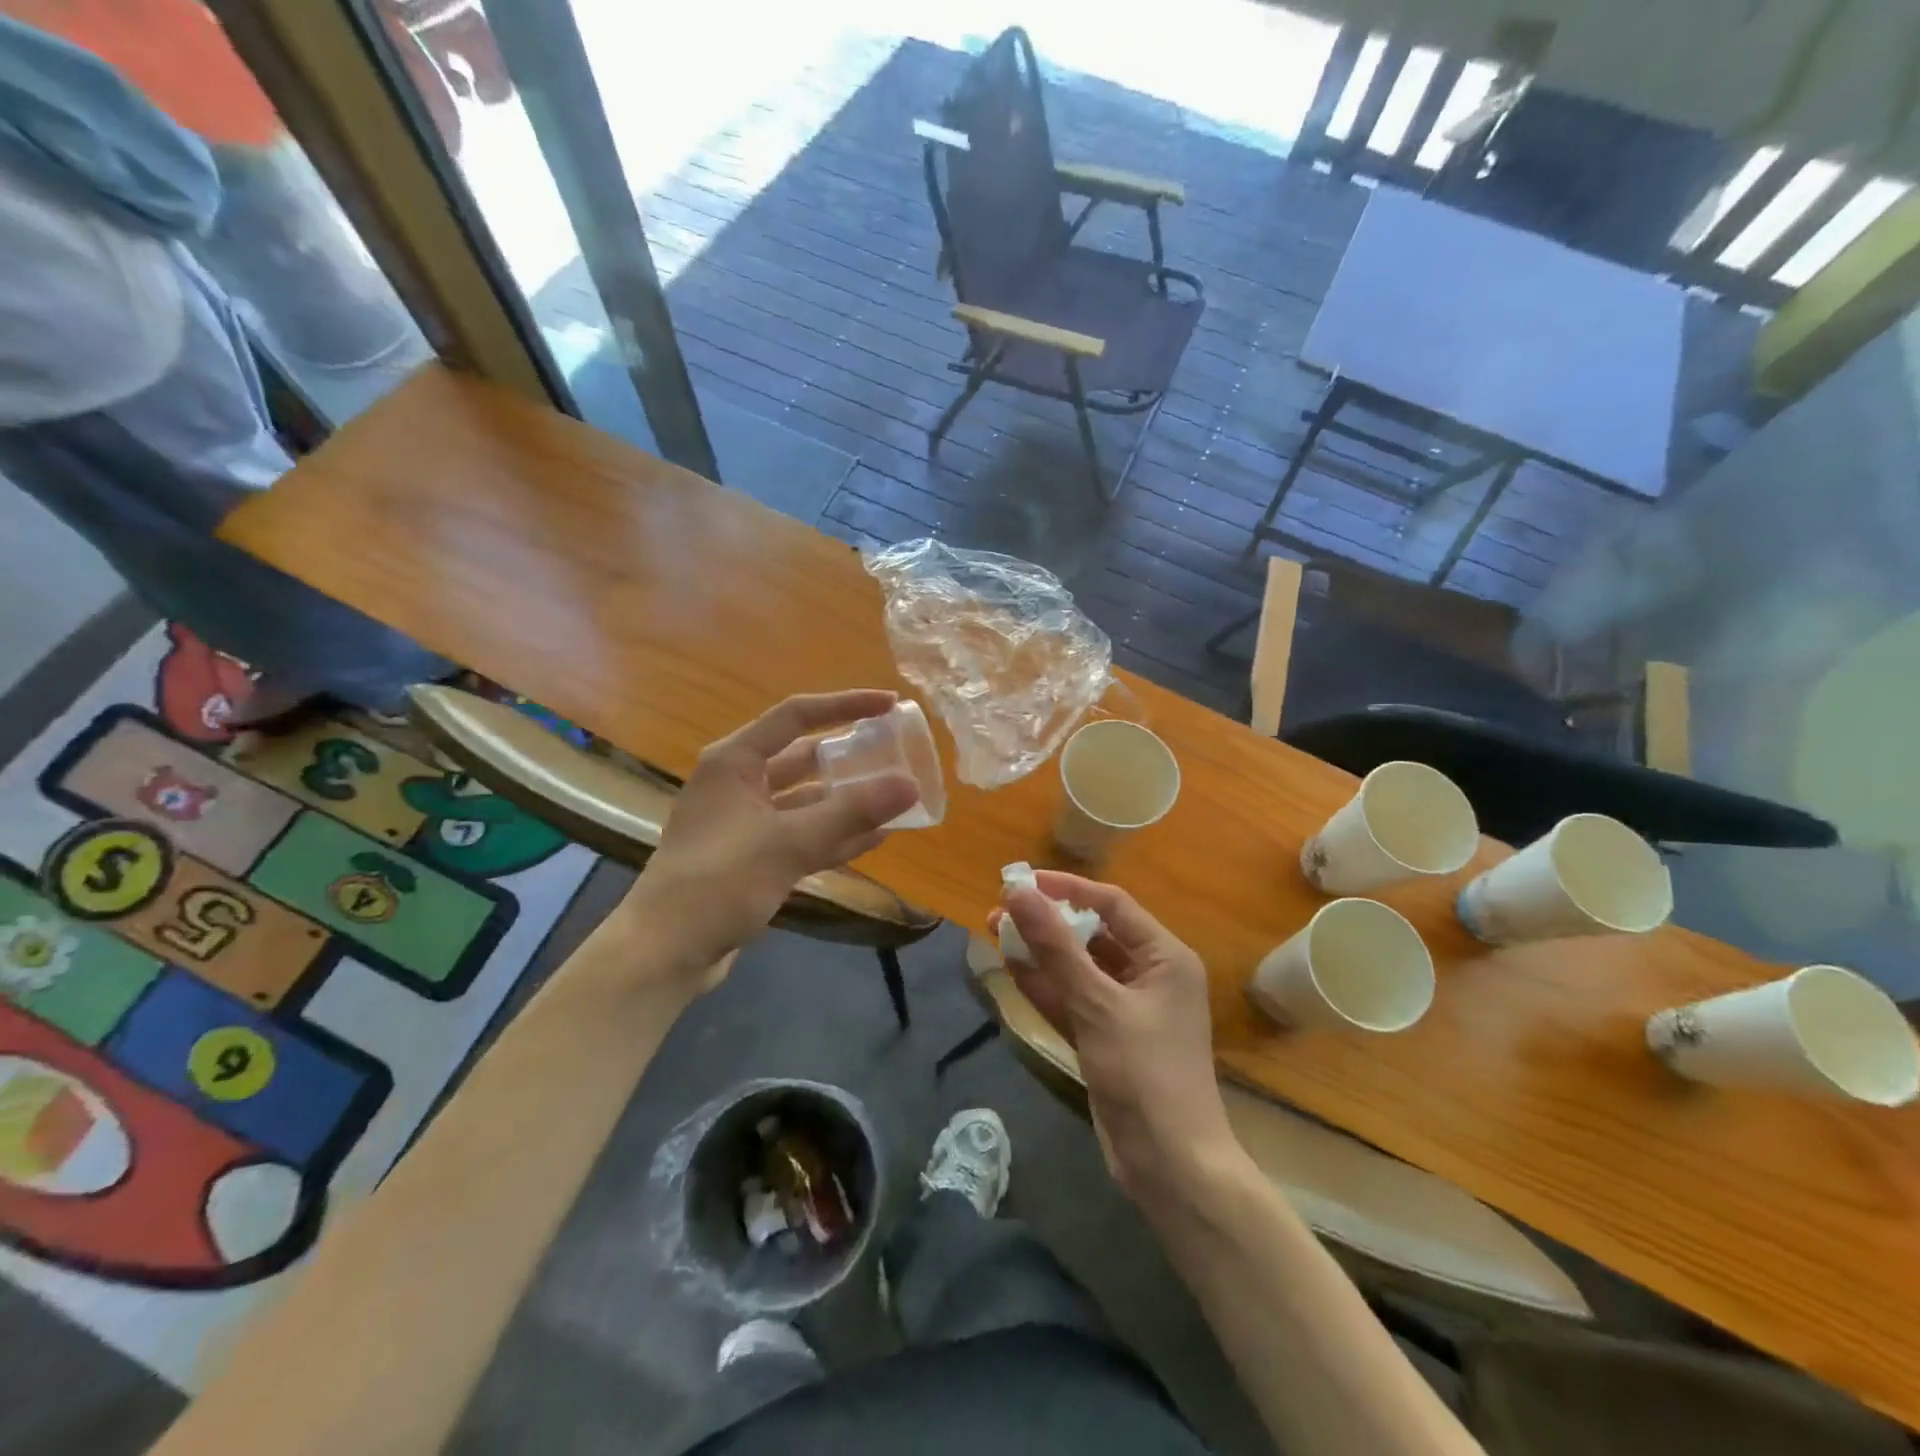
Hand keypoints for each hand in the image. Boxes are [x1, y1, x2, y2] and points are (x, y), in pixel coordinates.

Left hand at [622, 690, 919, 982]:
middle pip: (804, 758)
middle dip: (850, 756)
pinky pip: (804, 835)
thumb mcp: (788, 843)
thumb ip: (851, 812)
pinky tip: (877, 836)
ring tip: (897, 796)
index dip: (845, 705)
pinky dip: (836, 835)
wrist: (665, 952)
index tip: (890, 704)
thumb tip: (910, 784)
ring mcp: (746, 823)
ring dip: (848, 800)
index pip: (796, 716)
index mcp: (735, 762)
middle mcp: (740, 784)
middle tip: (898, 754)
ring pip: (807, 801)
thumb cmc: (719, 882)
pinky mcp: (754, 858)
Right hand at [992, 873, 1236, 1198]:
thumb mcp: (1097, 1004)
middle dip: (1047, 922)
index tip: (1022, 882)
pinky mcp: (1107, 1038)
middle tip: (1000, 911)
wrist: (1170, 1167)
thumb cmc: (1144, 1074)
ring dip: (1040, 952)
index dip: (1067, 888)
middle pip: (1093, 934)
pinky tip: (1010, 967)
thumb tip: (1018, 893)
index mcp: (1165, 957)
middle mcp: (1149, 975)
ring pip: (1077, 968)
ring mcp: (1126, 1009)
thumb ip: (1056, 947)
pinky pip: (1072, 999)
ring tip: (994, 931)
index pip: (1112, 904)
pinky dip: (1045, 986)